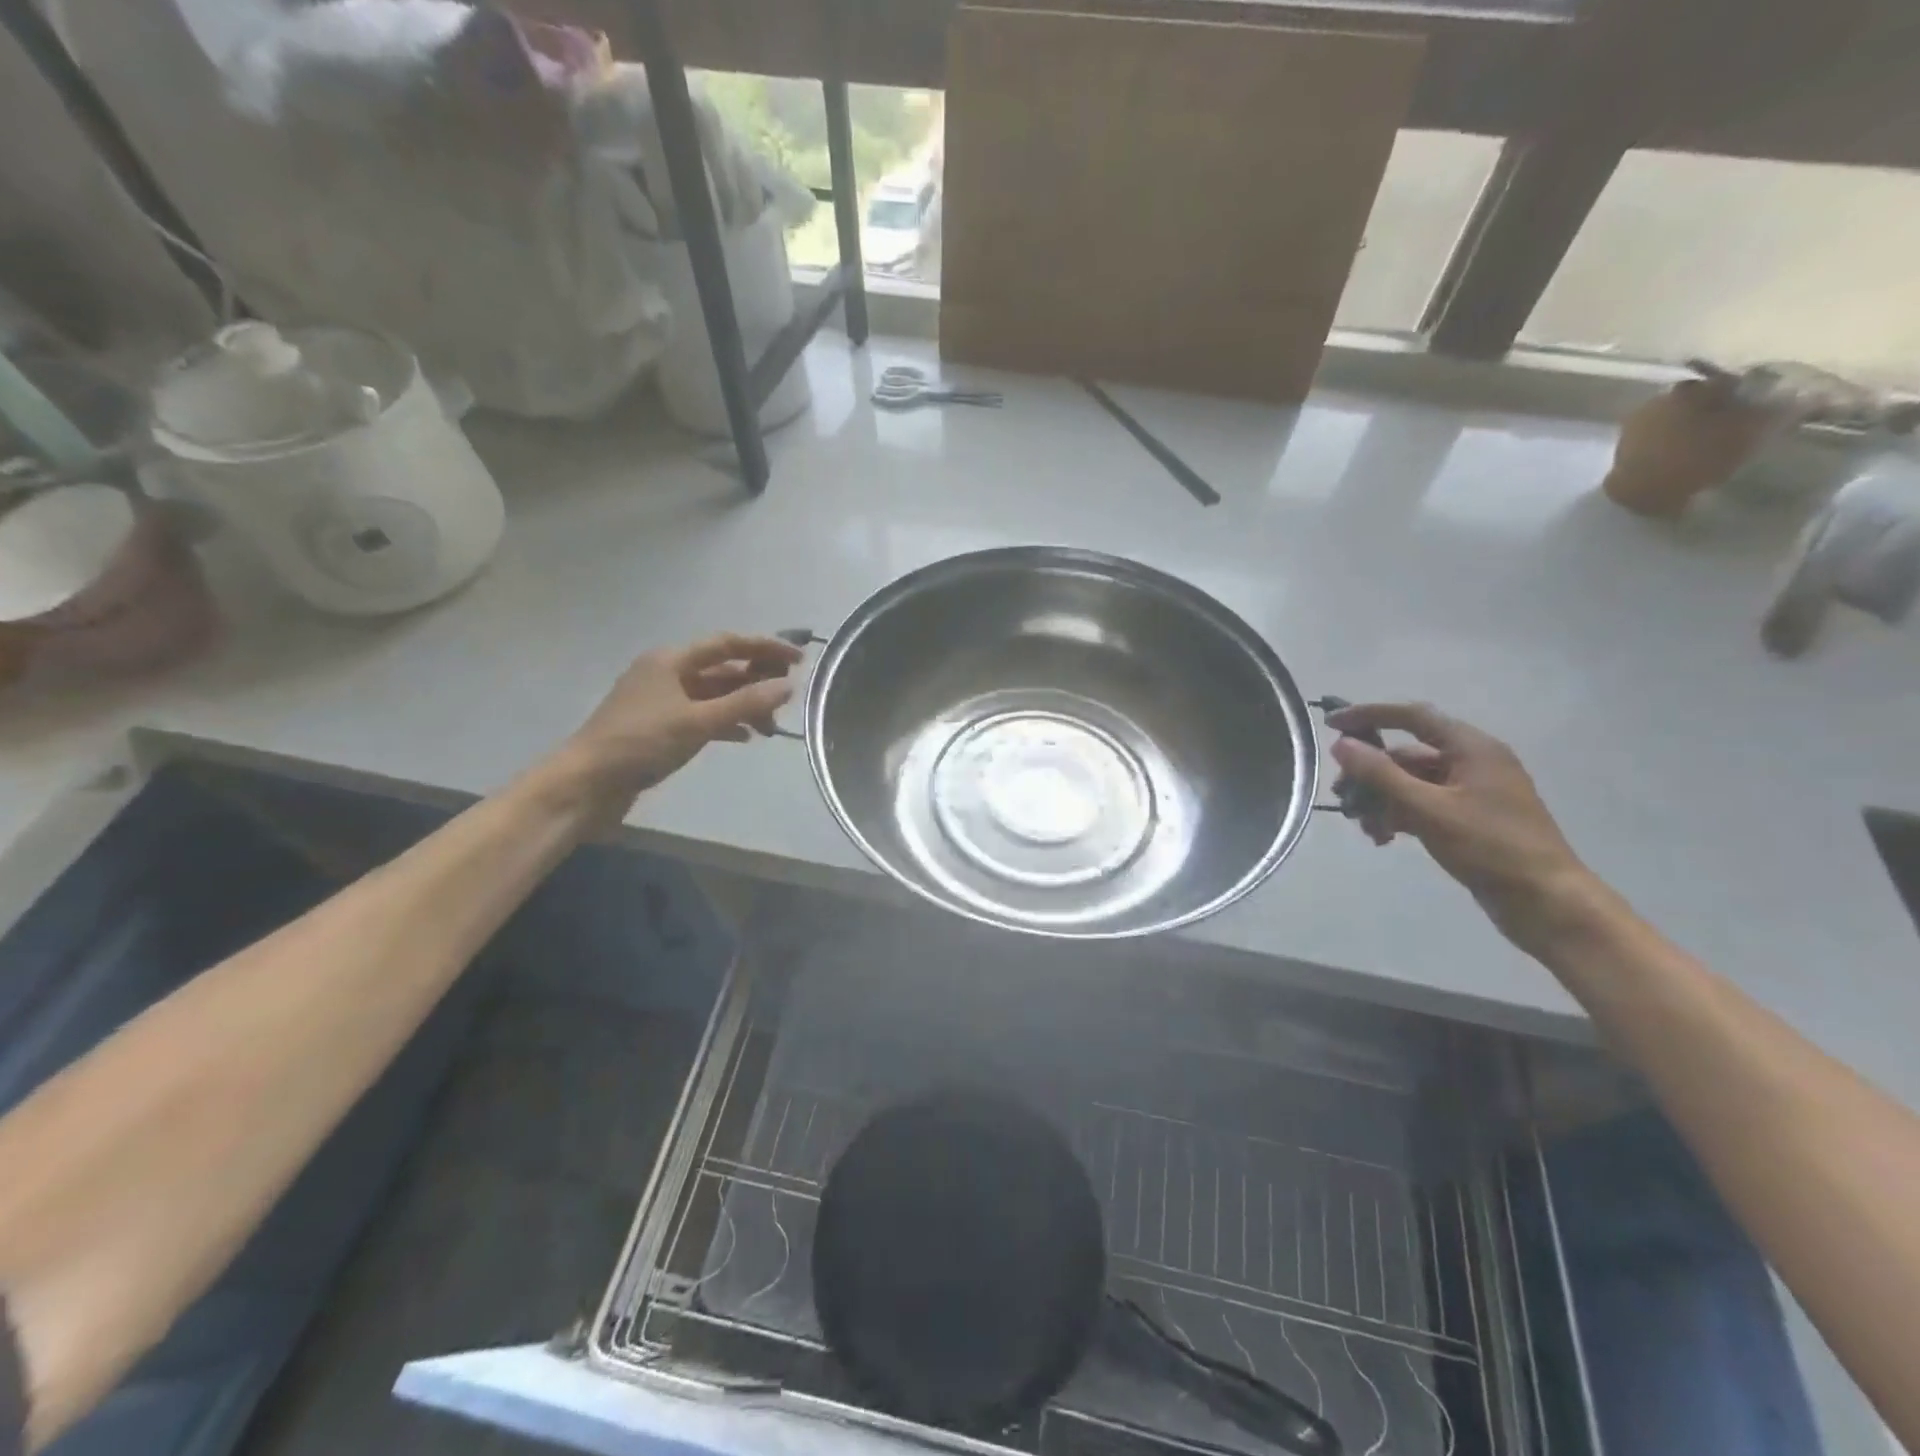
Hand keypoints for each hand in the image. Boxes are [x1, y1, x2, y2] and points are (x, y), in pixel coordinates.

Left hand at [544, 633, 802, 824]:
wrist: (587, 784)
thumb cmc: (641, 743)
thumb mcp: (698, 721)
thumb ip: (745, 703)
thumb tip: (787, 686)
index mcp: (671, 660)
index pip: (727, 644)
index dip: (765, 648)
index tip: (799, 659)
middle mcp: (666, 673)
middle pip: (721, 669)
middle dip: (756, 680)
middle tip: (789, 695)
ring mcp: (661, 701)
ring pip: (713, 695)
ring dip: (743, 705)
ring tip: (770, 726)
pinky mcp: (659, 728)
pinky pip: (701, 716)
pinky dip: (725, 723)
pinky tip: (744, 737)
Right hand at [1326, 703, 1599, 956]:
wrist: (1546, 902)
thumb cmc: (1490, 847)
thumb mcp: (1428, 809)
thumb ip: (1381, 775)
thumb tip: (1341, 745)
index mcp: (1472, 748)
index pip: (1412, 717)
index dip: (1369, 715)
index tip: (1330, 725)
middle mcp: (1472, 762)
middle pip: (1407, 755)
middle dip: (1371, 774)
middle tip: (1341, 796)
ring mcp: (1472, 792)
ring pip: (1411, 783)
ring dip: (1382, 800)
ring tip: (1365, 827)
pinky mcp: (1469, 818)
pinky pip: (1423, 805)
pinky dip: (1399, 815)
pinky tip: (1384, 838)